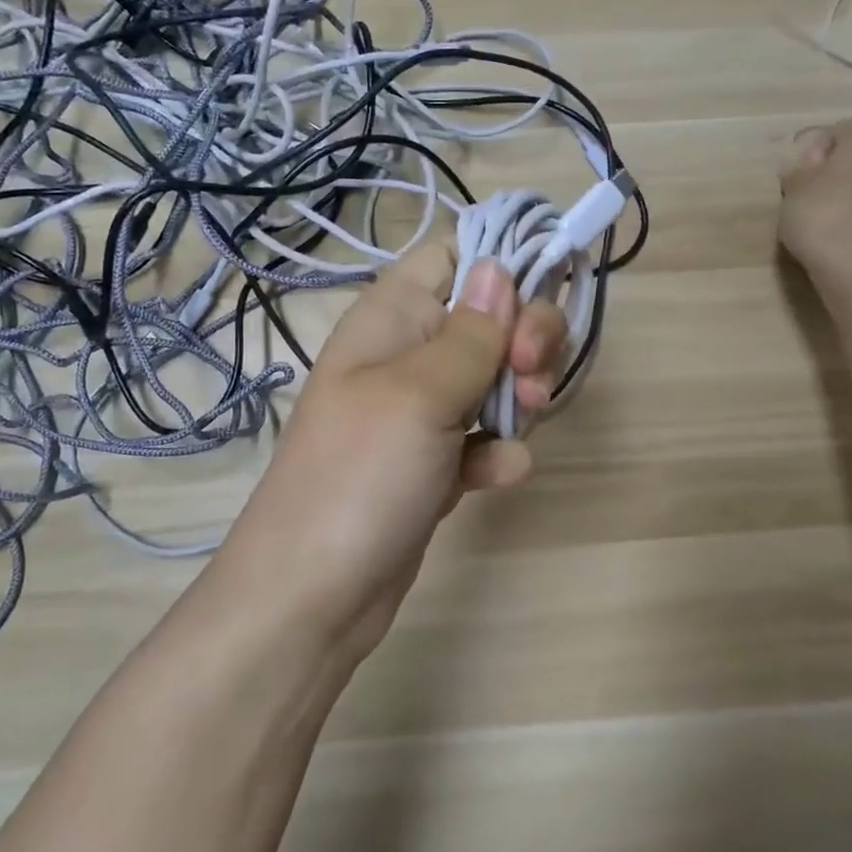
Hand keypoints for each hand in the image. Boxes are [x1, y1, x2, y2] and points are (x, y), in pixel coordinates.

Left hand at [217, 243, 566, 656]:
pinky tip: (498, 475)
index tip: (537, 295)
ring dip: (519, 395)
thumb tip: (499, 266)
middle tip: (530, 373)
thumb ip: (470, 332)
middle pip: (489, 316)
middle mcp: (408, 354)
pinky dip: (497, 452)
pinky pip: (484, 438)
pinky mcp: (434, 462)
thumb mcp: (419, 393)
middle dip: (525, 337)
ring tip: (518, 424)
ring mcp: (421, 412)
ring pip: (494, 377)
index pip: (451, 254)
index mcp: (391, 317)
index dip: (499, 264)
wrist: (313, 596)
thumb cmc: (359, 476)